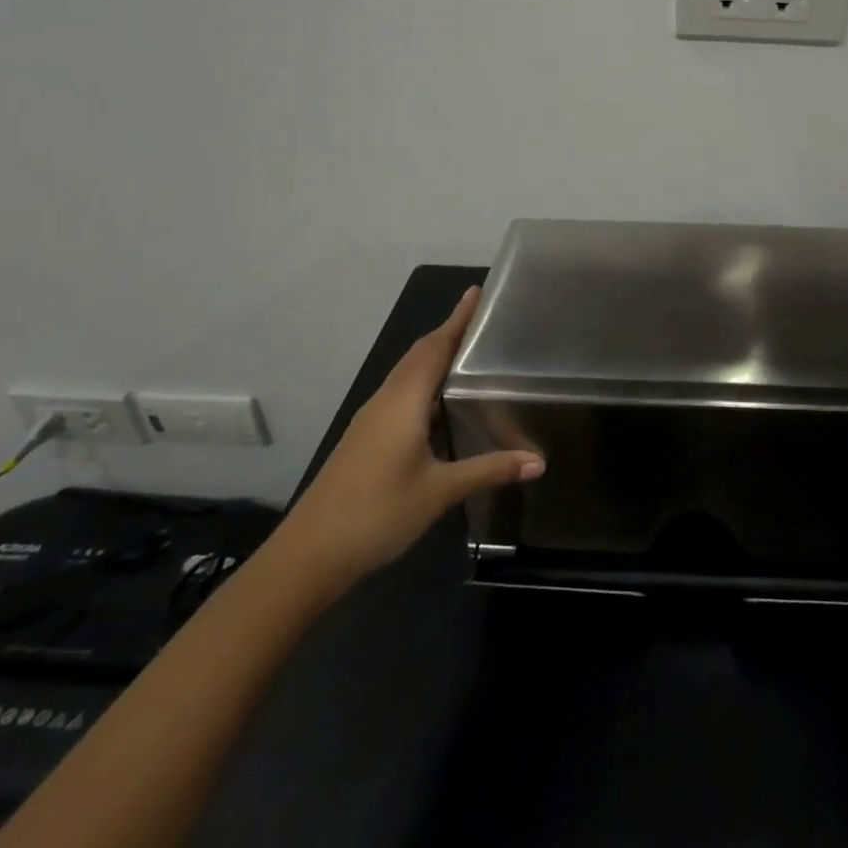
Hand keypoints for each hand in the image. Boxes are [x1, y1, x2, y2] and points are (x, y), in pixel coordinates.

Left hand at [266, 286, 542, 599]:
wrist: (308, 555)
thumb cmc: (377, 512)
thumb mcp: (440, 491)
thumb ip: (489, 470)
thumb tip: (539, 461)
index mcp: (404, 400)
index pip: (436, 346)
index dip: (458, 318)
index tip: (477, 291)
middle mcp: (386, 400)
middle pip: (419, 354)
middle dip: (448, 332)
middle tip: (481, 318)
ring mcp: (371, 419)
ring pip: (407, 374)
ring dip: (434, 356)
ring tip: (466, 352)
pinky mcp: (365, 438)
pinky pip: (400, 394)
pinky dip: (422, 382)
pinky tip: (438, 403)